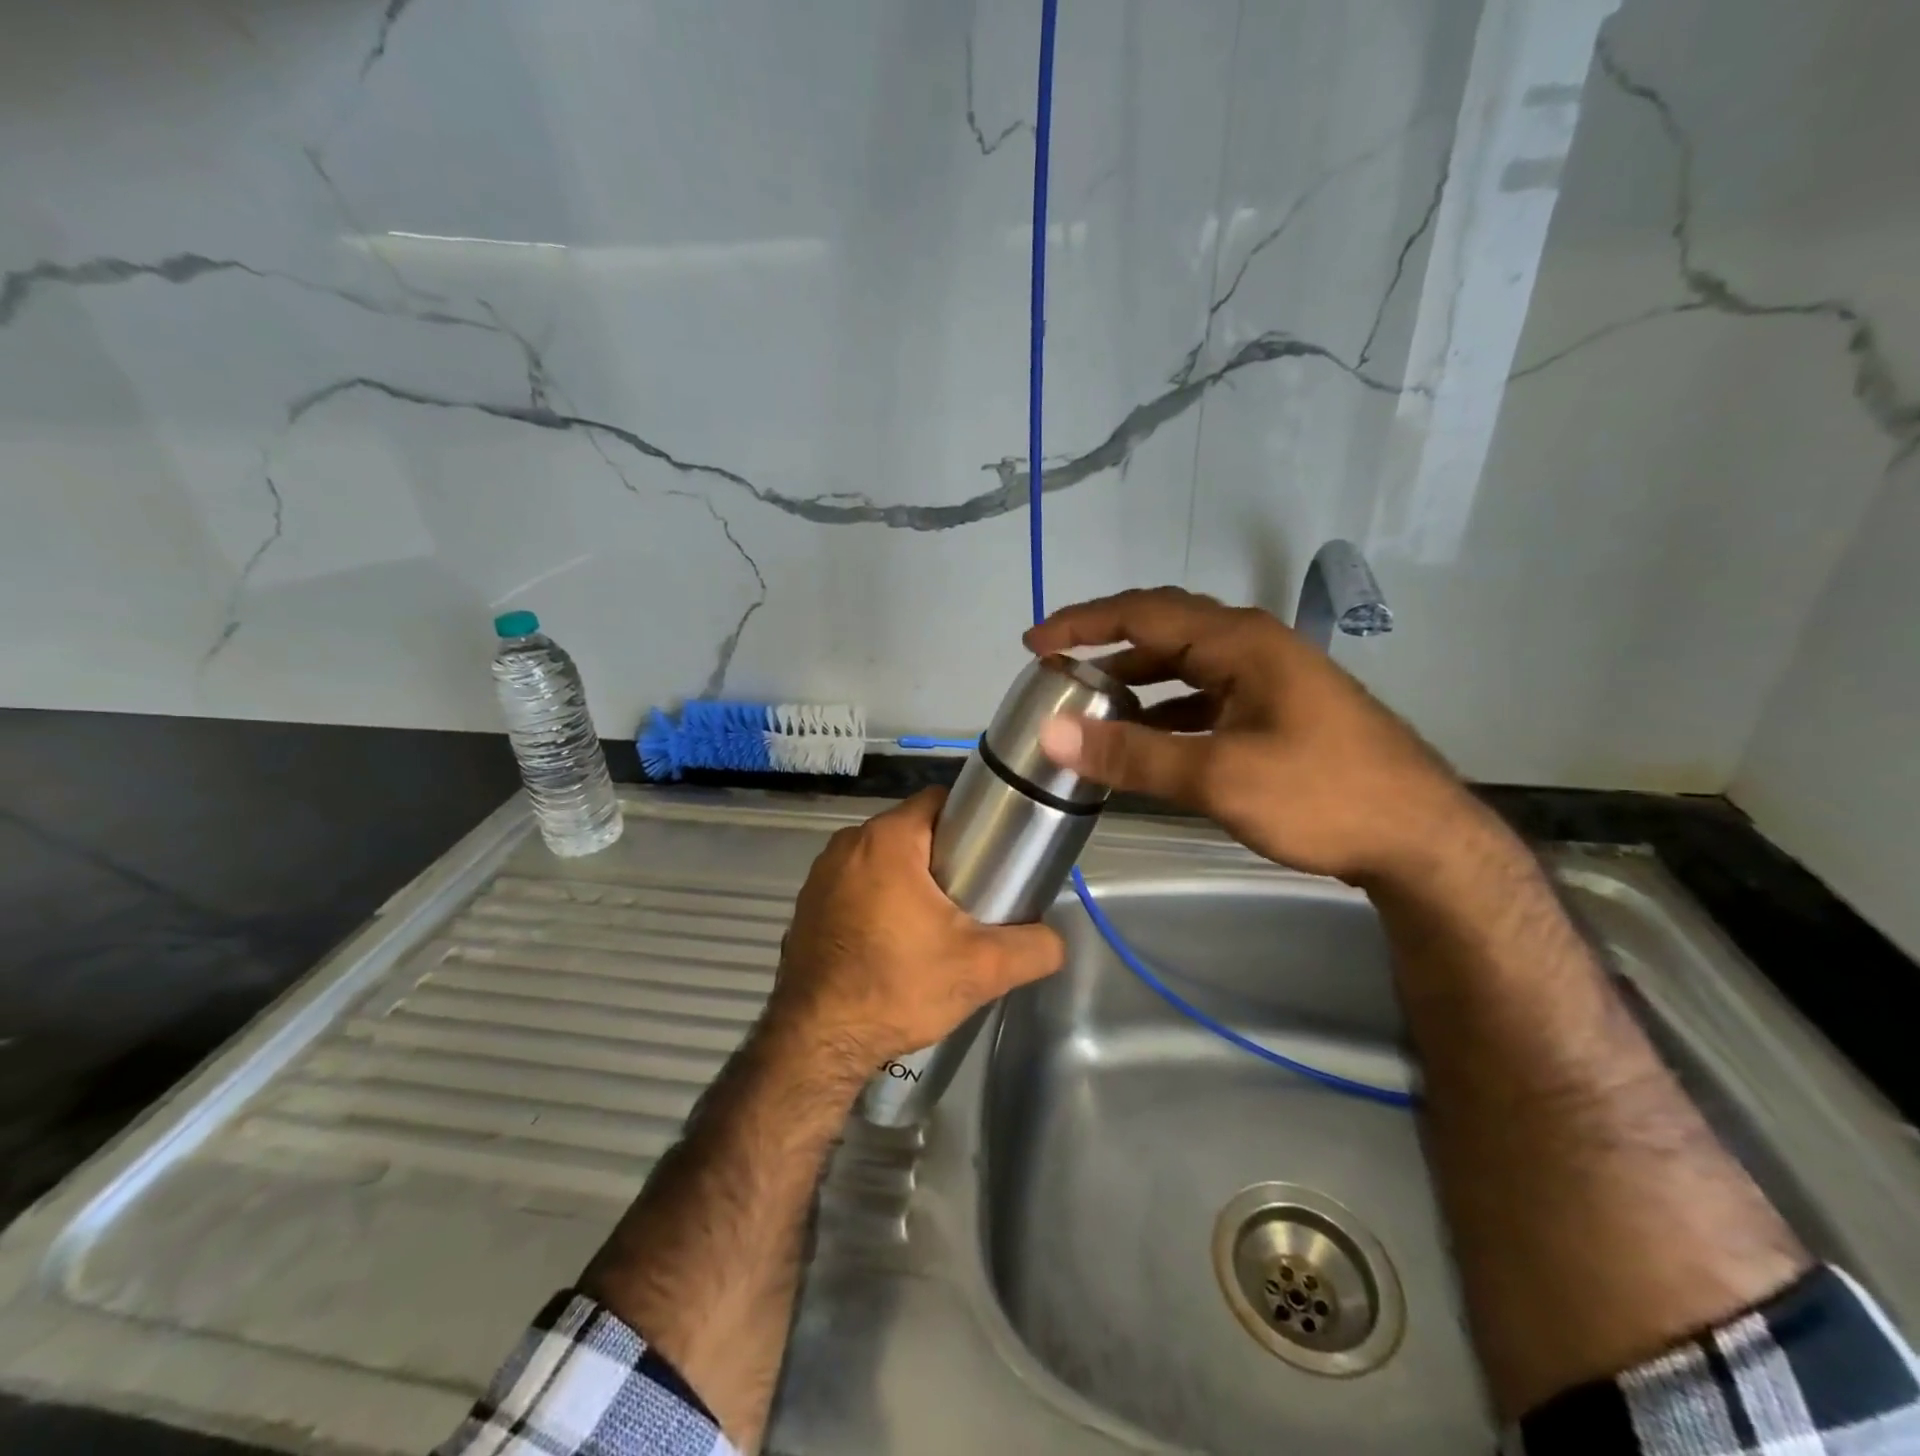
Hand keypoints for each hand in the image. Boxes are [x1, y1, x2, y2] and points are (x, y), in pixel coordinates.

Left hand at [767, 788, 1066, 1071]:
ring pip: (882, 858)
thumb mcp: (981, 969)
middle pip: (911, 830)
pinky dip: (876, 898)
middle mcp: (848, 844)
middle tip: (972, 895)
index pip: (939, 802)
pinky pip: (854, 883)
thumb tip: (1056, 940)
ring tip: (936, 920)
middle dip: (943, 855)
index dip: (971, 821)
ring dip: (908, 877)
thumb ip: (1034, 948)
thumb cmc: (898, 987)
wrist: (818, 1042)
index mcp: (888, 839)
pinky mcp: (808, 904)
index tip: (991, 854)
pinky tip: (893, 938)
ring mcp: (821, 874)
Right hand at [1024, 586, 1483, 884]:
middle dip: (1106, 644)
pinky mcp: (1279, 711)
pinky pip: (1207, 695)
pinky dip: (1168, 709)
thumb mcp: (1217, 777)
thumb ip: (1132, 755)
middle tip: (1056, 666)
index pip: (1144, 614)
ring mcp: (1270, 678)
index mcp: (1240, 642)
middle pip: (1164, 630)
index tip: (1034, 644)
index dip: (1083, 624)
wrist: (1421, 839)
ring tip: (1091, 701)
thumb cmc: (1321, 796)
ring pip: (1186, 665)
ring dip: (1137, 679)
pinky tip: (1149, 737)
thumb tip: (1053, 734)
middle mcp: (1254, 646)